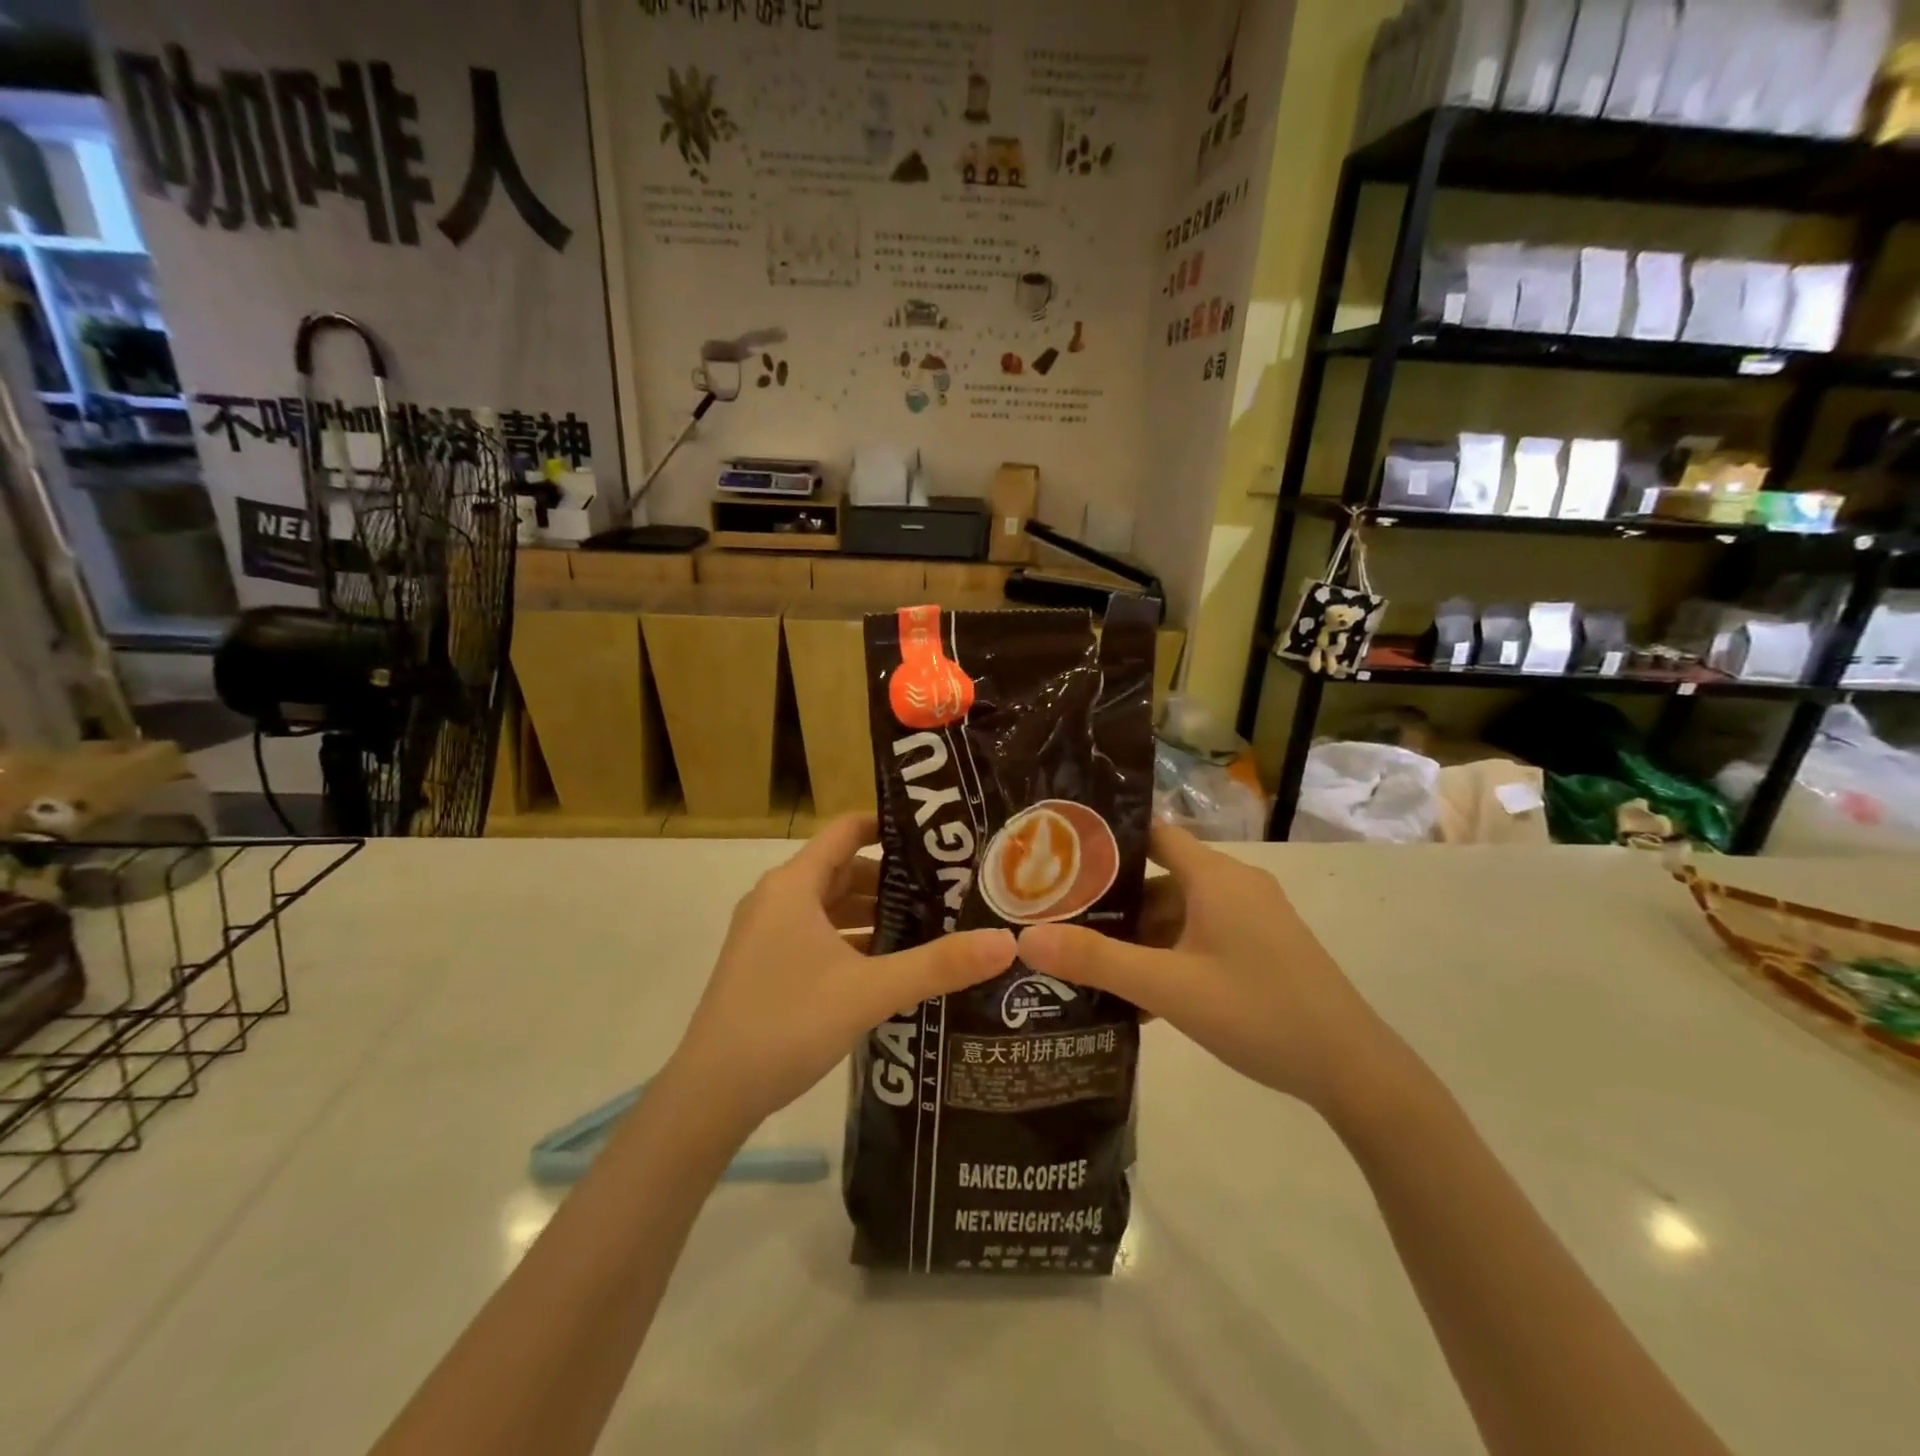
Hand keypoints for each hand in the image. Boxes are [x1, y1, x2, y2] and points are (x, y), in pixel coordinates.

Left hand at [663, 815, 1016, 1134]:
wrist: (709, 1095)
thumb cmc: (786, 1023)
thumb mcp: (870, 991)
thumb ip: (938, 965)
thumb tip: (1006, 941)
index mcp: (794, 885)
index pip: (847, 830)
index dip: (890, 827)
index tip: (938, 840)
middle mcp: (777, 899)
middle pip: (843, 870)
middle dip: (893, 880)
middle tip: (948, 889)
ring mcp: (767, 934)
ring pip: (830, 907)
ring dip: (874, 914)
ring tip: (929, 926)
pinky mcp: (766, 965)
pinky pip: (817, 936)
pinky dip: (852, 941)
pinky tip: (889, 966)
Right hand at [1016, 826, 1397, 1118]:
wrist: (1353, 1071)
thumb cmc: (1258, 1012)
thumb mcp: (1169, 987)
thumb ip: (1097, 961)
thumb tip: (1026, 939)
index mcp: (1215, 876)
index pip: (1151, 833)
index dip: (1106, 841)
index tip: (1059, 858)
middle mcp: (1235, 886)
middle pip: (1159, 879)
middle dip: (1113, 904)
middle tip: (1062, 921)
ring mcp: (1252, 919)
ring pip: (1180, 915)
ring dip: (1140, 939)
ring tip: (1090, 965)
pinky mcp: (1262, 949)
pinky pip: (1202, 939)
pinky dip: (1170, 958)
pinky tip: (1140, 999)